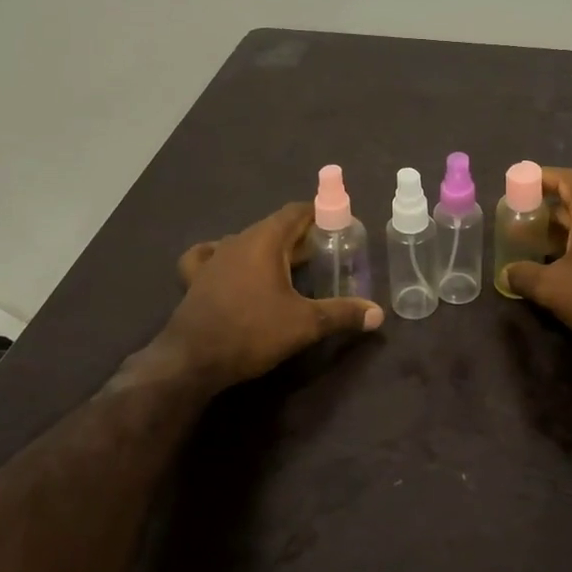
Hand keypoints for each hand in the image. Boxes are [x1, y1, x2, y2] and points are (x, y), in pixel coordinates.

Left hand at [159, 202, 383, 389]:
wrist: (192, 360)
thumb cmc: (252, 332)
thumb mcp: (305, 324)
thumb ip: (343, 314)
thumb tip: (378, 314)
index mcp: (265, 240)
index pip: (297, 212)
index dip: (321, 214)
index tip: (340, 225)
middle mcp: (238, 240)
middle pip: (275, 226)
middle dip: (301, 235)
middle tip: (325, 253)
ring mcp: (213, 258)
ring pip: (248, 241)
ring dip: (271, 248)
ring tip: (290, 267)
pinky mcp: (195, 278)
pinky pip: (212, 256)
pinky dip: (228, 257)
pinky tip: (231, 267)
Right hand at [502, 168, 571, 352]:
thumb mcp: (554, 289)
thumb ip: (525, 276)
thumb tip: (507, 273)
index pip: (569, 179)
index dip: (543, 177)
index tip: (522, 183)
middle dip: (550, 208)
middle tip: (525, 219)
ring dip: (567, 229)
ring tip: (542, 245)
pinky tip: (570, 266)